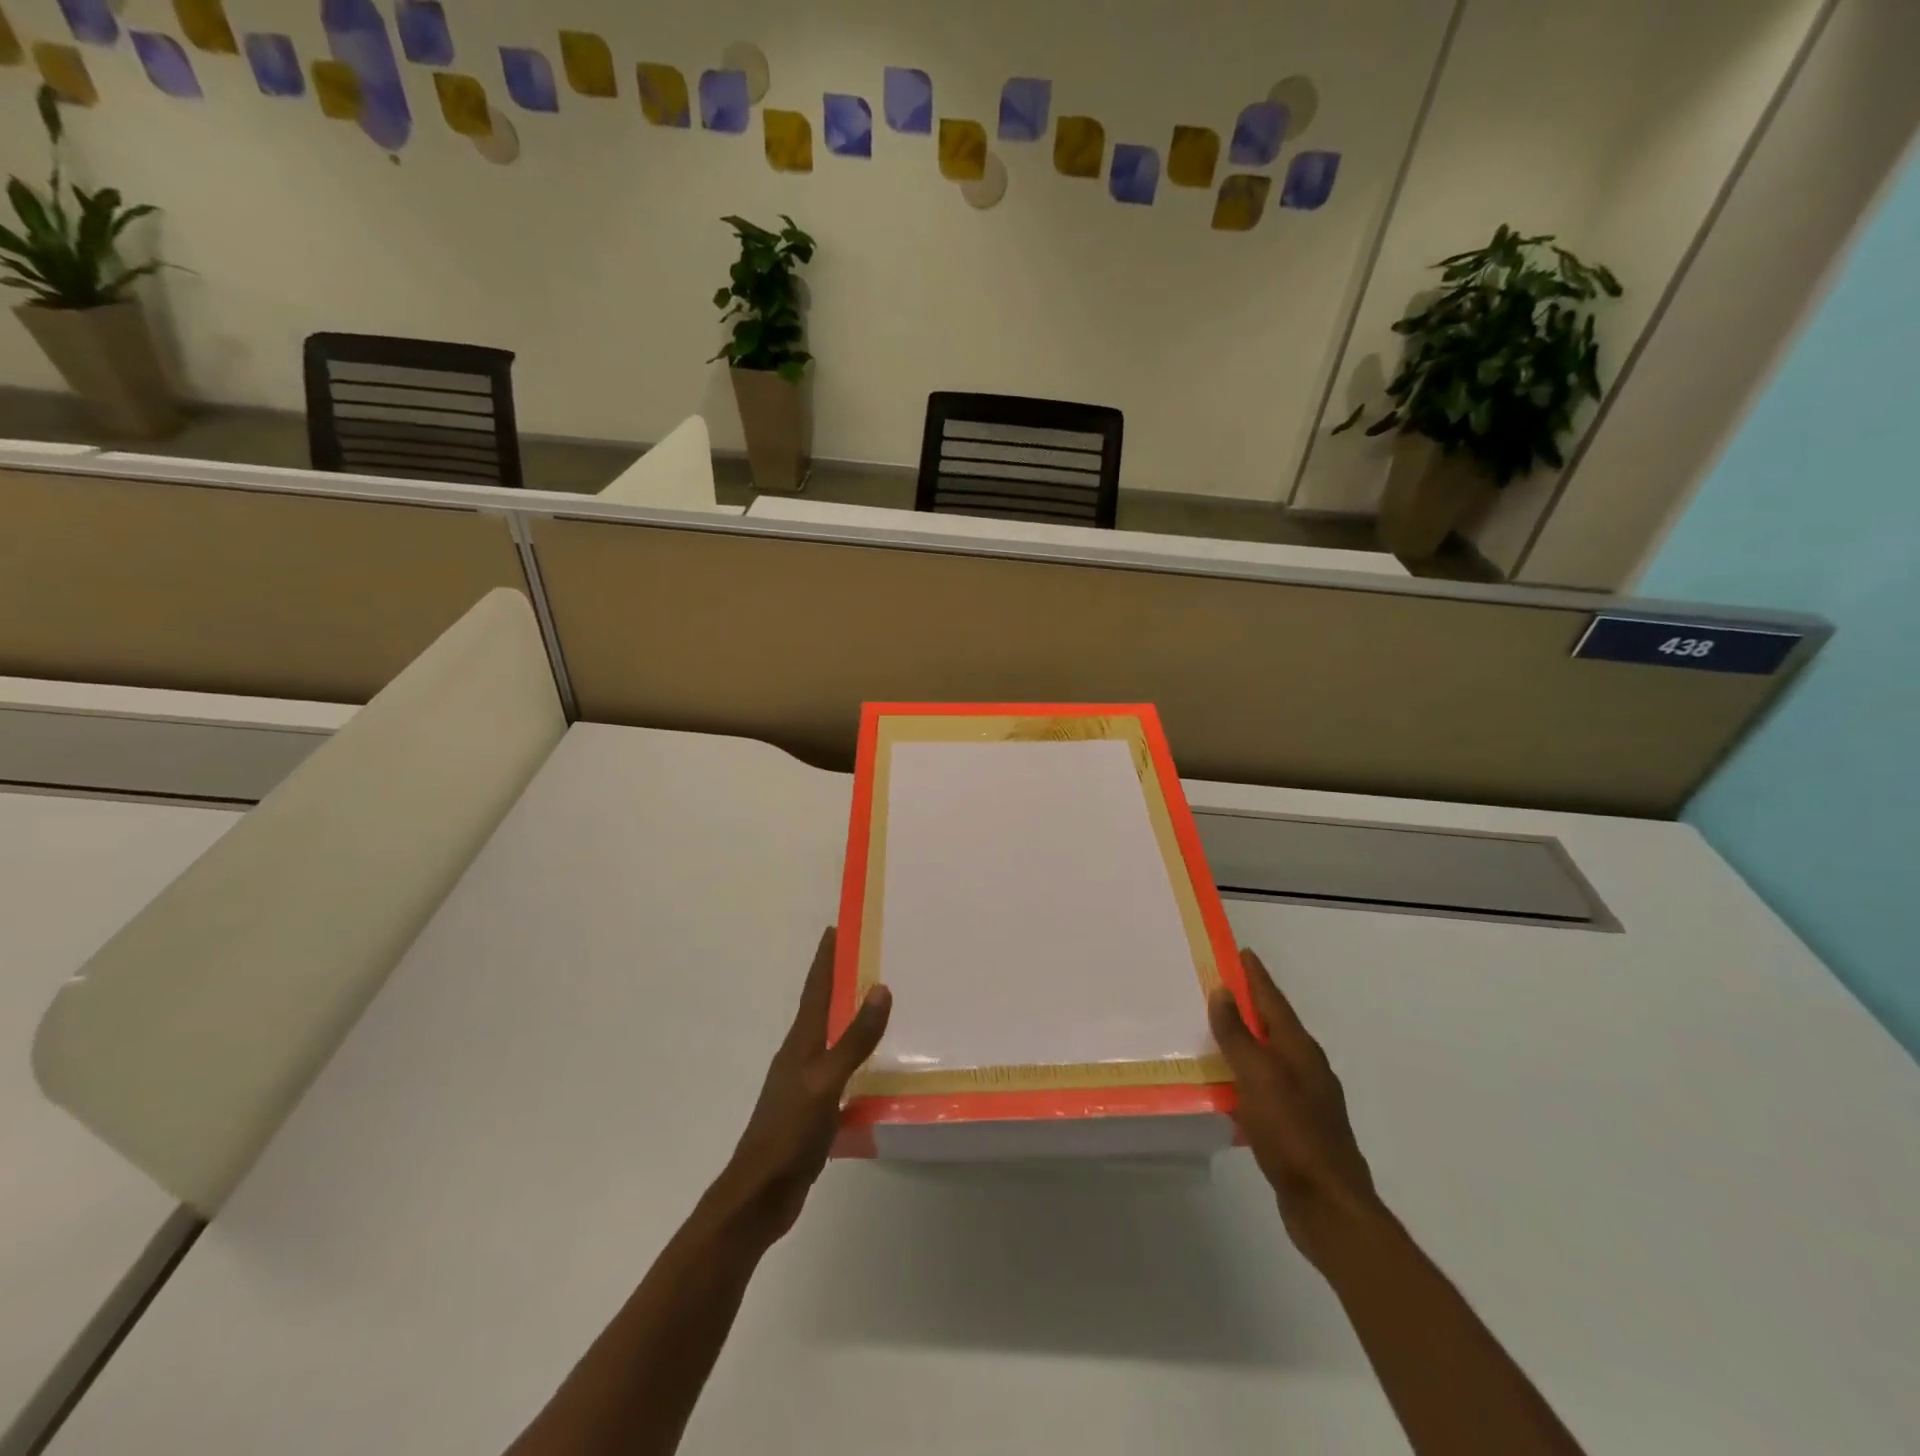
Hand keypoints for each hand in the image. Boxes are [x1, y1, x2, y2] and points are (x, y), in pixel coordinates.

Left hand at [708, 927, 890, 1248]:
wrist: (759, 1196)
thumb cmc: (788, 1133)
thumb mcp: (825, 1082)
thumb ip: (854, 1039)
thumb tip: (880, 987)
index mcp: (800, 1043)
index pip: (816, 988)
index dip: (825, 957)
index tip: (837, 926)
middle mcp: (801, 1056)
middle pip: (824, 1009)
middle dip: (843, 981)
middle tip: (874, 958)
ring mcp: (807, 1085)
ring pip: (834, 1041)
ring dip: (853, 1021)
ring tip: (883, 1007)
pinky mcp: (815, 1112)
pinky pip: (843, 1074)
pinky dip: (860, 1062)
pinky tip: (881, 1071)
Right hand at [1209, 948, 1383, 1266]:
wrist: (1329, 1206)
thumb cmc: (1292, 1133)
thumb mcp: (1258, 1077)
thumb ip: (1238, 1035)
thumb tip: (1223, 992)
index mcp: (1299, 1050)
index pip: (1273, 1000)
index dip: (1256, 976)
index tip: (1241, 952)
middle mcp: (1305, 1068)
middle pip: (1273, 1025)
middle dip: (1248, 1005)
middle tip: (1217, 987)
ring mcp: (1305, 1099)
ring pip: (1268, 1057)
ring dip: (1244, 1041)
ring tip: (1214, 1031)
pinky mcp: (1297, 1127)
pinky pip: (1265, 1087)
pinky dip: (1245, 1076)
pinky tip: (1227, 1087)